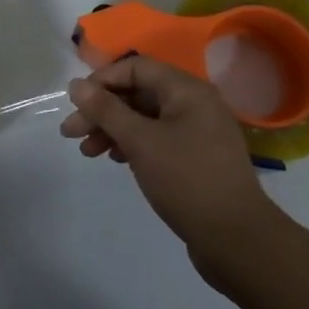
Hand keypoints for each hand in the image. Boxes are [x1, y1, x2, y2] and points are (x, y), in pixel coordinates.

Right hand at [61, 56, 280, 290]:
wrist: (237, 241)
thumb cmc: (187, 181)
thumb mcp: (140, 141)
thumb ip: (106, 110)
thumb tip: (76, 84)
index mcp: (187, 91)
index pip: (136, 67)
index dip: (103, 80)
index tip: (77, 103)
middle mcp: (194, 104)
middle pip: (138, 93)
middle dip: (102, 110)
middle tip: (70, 132)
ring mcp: (197, 132)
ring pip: (144, 118)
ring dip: (112, 129)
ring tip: (87, 151)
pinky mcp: (195, 158)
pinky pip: (156, 138)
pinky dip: (131, 144)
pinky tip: (114, 159)